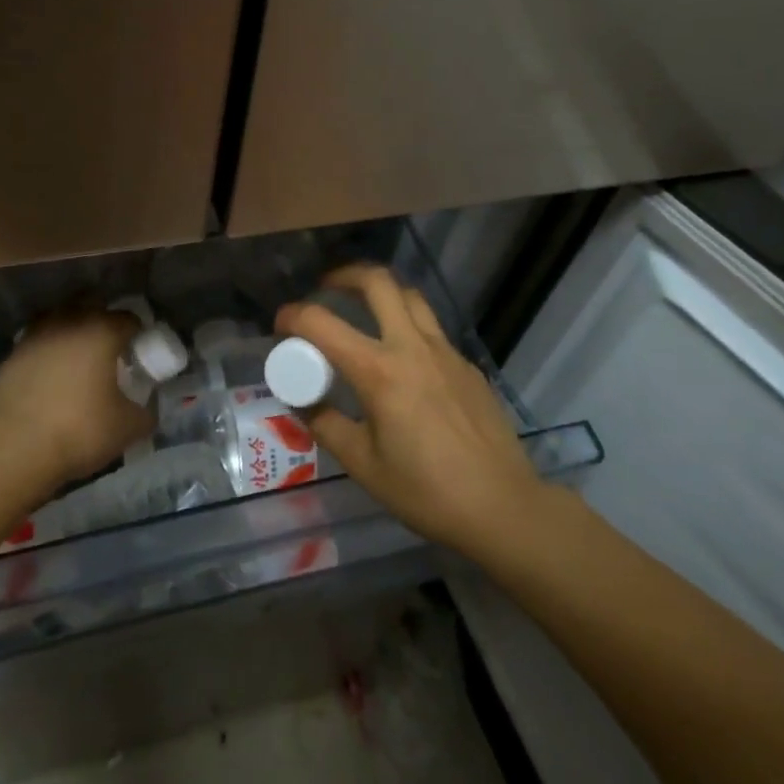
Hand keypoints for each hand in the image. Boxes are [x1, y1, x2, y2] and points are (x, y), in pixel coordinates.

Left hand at [0, 310, 152, 489]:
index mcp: (101, 331)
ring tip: (76, 357)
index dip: (138, 333)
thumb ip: (146, 411)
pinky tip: (49, 375)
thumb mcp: (129, 428)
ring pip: (58, 319)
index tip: (140, 351)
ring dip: (70, 330)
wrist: (16, 447)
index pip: (129, 318)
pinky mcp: (11, 355)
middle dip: (102, 320)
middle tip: (109, 348)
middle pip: (91, 306)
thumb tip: (147, 408)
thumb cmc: (80, 429)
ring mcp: (35, 336)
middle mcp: (68, 323)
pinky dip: (46, 351)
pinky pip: (36, 343)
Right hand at [275, 266, 558, 562]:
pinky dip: (407, 325)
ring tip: (363, 309)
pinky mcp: (466, 365)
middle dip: (344, 275)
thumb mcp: (363, 464)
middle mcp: (412, 347)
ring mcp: (445, 352)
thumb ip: (326, 425)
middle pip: (378, 282)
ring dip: (380, 292)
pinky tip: (402, 359)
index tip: (280, 326)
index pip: (322, 323)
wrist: (503, 507)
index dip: (292, 316)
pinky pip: (431, 328)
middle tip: (326, 289)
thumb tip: (301, 403)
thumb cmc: (426, 491)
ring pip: (410, 296)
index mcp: (379, 371)